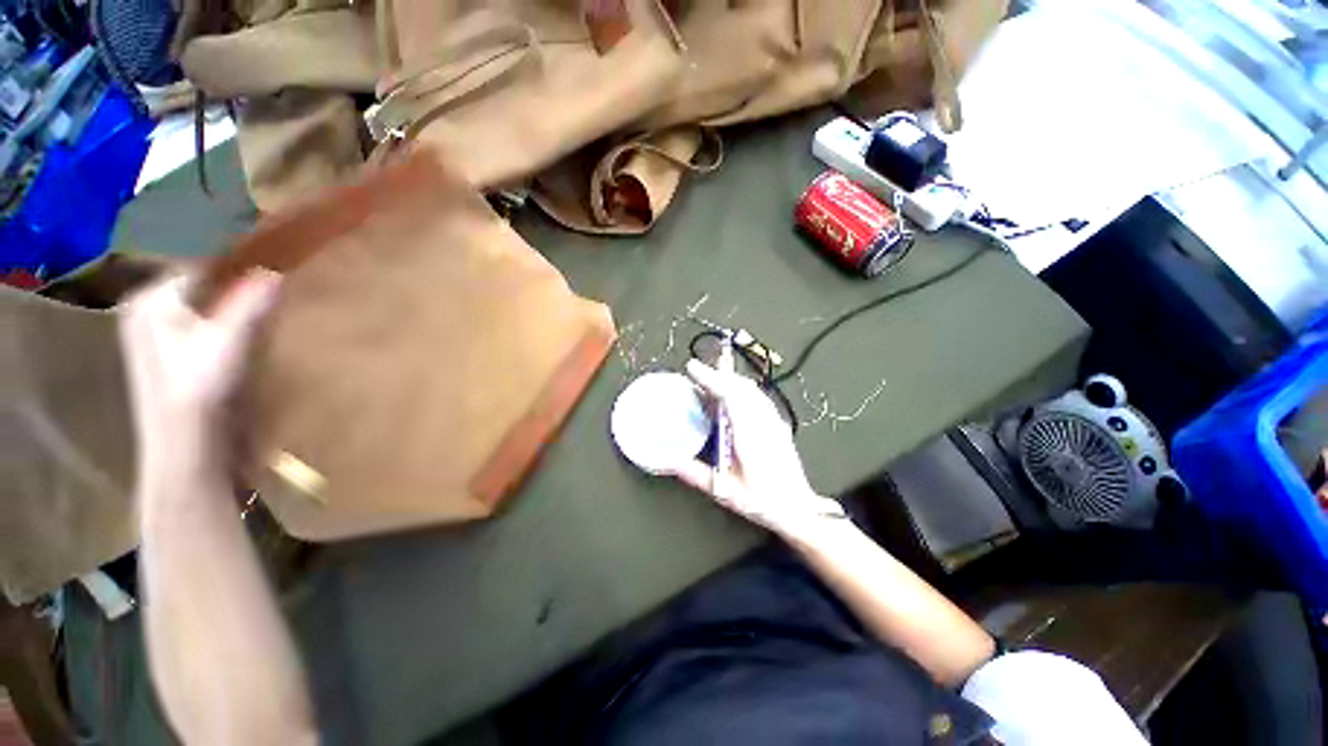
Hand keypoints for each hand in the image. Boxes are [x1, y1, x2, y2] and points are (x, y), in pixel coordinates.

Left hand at [118, 271, 281, 479]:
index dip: (237, 260)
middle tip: (278, 276)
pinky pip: (210, 320)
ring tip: (272, 297)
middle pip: (202, 281)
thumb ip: (249, 307)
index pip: (199, 263)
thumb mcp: (228, 346)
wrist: (189, 449)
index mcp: (152, 301)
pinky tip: (254, 326)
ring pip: (207, 301)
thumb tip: (275, 271)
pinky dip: (233, 318)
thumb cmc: (201, 395)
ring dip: (237, 298)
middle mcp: (150, 310)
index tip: (276, 258)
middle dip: (238, 279)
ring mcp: (161, 334)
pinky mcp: (179, 354)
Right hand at [670, 359, 844, 536]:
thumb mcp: (724, 491)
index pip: (731, 396)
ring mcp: (774, 421)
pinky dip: (741, 388)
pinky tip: (731, 393)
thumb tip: (668, 461)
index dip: (711, 379)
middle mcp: (764, 422)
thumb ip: (694, 473)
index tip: (693, 368)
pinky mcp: (778, 424)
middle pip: (742, 386)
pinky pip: (758, 396)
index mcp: (751, 436)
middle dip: (717, 373)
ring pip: (751, 389)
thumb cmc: (763, 502)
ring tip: (710, 378)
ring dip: (730, 379)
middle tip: (696, 370)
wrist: (799, 509)